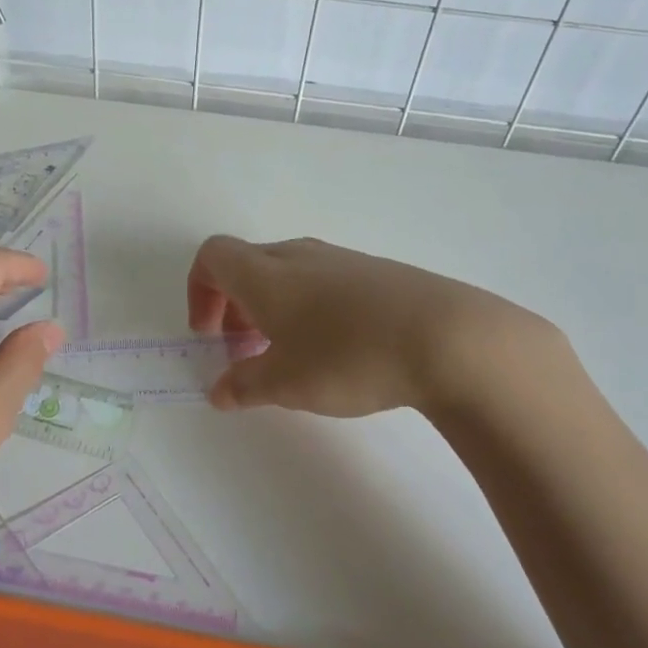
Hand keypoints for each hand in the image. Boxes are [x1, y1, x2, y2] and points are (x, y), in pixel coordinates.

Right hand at [187, 234, 571, 417]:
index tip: (210, 335)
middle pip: (247, 264)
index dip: (199, 291)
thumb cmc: (348, 357)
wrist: (448, 338)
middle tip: (244, 349)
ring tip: (289, 352)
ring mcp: (342, 260)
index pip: (213, 256)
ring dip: (271, 306)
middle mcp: (299, 256)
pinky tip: (337, 346)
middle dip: (234, 305)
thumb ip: (244, 385)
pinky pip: (324, 280)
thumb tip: (219, 391)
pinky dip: (308, 306)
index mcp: (265, 274)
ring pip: (287, 272)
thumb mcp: (286, 383)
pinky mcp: (377, 273)